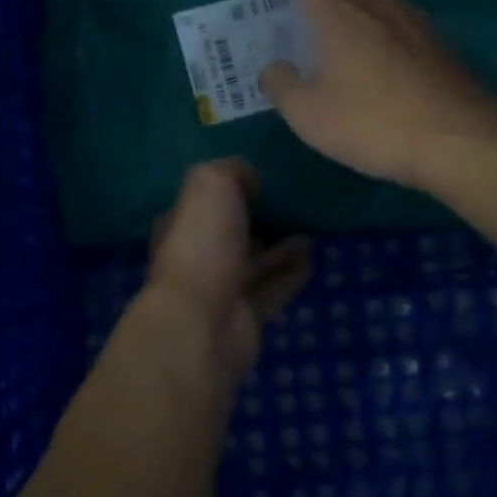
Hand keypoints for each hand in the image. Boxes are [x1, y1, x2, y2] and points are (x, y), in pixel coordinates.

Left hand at [140, 160, 310, 385]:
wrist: (202, 324)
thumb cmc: (202, 246)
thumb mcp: (211, 186)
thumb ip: (231, 171)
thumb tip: (252, 180)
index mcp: (182, 224)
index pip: (204, 202)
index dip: (230, 189)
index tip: (263, 179)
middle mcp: (199, 255)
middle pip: (231, 233)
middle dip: (258, 220)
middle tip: (294, 205)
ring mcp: (222, 289)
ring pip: (256, 262)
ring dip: (281, 248)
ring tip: (311, 230)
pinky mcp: (247, 316)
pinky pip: (274, 289)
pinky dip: (292, 274)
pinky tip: (314, 259)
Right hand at [257, 0, 496, 190]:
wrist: (457, 138)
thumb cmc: (372, 122)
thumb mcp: (309, 115)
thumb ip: (282, 86)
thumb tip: (272, 69)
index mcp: (338, 15)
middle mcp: (375, 5)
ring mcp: (412, 19)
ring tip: (338, 8)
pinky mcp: (436, 40)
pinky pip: (396, 12)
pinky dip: (376, 14)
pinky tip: (378, 36)